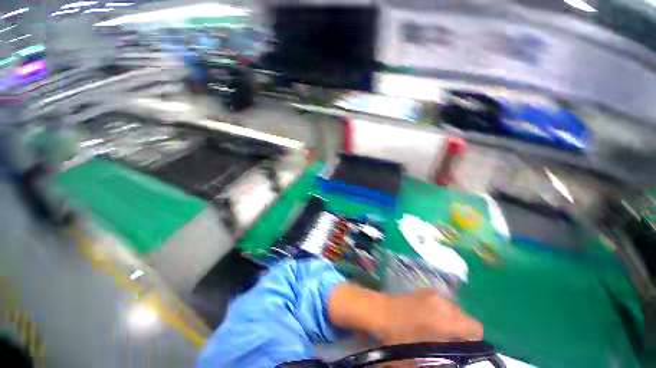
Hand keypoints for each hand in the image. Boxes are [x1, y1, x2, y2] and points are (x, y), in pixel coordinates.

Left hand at [374, 288, 482, 345]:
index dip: (474, 340)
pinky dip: (441, 310)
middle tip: (448, 341)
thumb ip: (447, 351)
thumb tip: (458, 351)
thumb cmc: (399, 335)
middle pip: (465, 317)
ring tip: (437, 329)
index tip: (463, 348)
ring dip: (451, 319)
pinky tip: (428, 317)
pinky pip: (442, 301)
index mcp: (446, 320)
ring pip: (454, 308)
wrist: (381, 311)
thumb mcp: (424, 352)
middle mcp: (443, 303)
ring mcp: (433, 294)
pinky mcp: (424, 290)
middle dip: (461, 330)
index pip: (475, 328)